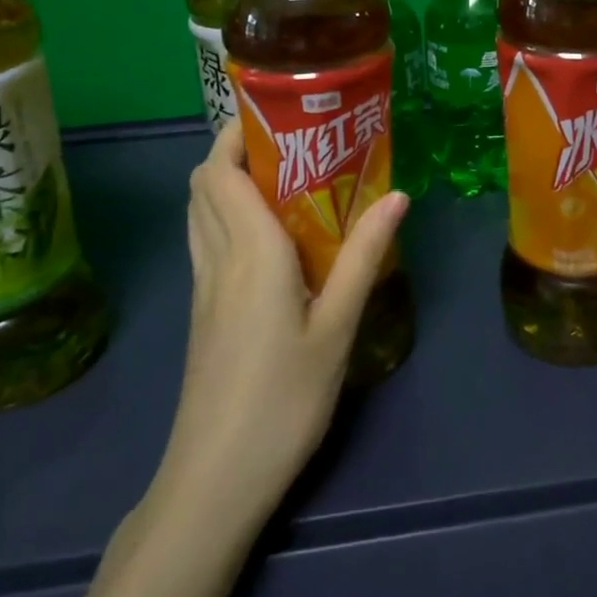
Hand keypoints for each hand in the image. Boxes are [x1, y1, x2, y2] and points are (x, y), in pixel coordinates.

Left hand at [147, 125, 409, 529]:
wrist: (214, 482)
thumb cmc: (283, 400)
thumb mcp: (337, 327)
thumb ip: (364, 256)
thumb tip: (397, 195)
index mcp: (249, 252)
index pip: (219, 172)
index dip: (237, 133)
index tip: (279, 114)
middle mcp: (217, 258)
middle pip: (202, 183)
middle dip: (235, 149)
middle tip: (292, 143)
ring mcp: (202, 287)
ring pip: (199, 211)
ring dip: (228, 181)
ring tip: (284, 178)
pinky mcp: (201, 312)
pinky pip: (206, 240)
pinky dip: (227, 215)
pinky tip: (271, 235)